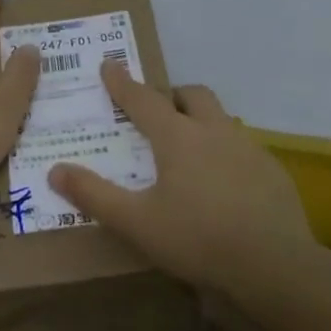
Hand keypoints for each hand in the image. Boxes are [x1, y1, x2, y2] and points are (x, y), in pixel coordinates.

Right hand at [48, 63, 319, 299]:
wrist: (275, 267)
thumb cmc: (198, 240)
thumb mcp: (136, 223)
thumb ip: (94, 195)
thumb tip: (55, 171)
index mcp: (178, 138)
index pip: (143, 99)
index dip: (122, 82)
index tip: (109, 64)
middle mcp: (214, 131)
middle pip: (192, 95)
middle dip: (171, 95)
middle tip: (157, 112)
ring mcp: (249, 148)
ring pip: (221, 119)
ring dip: (201, 122)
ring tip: (189, 151)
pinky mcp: (272, 170)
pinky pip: (243, 147)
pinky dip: (225, 152)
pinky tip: (224, 185)